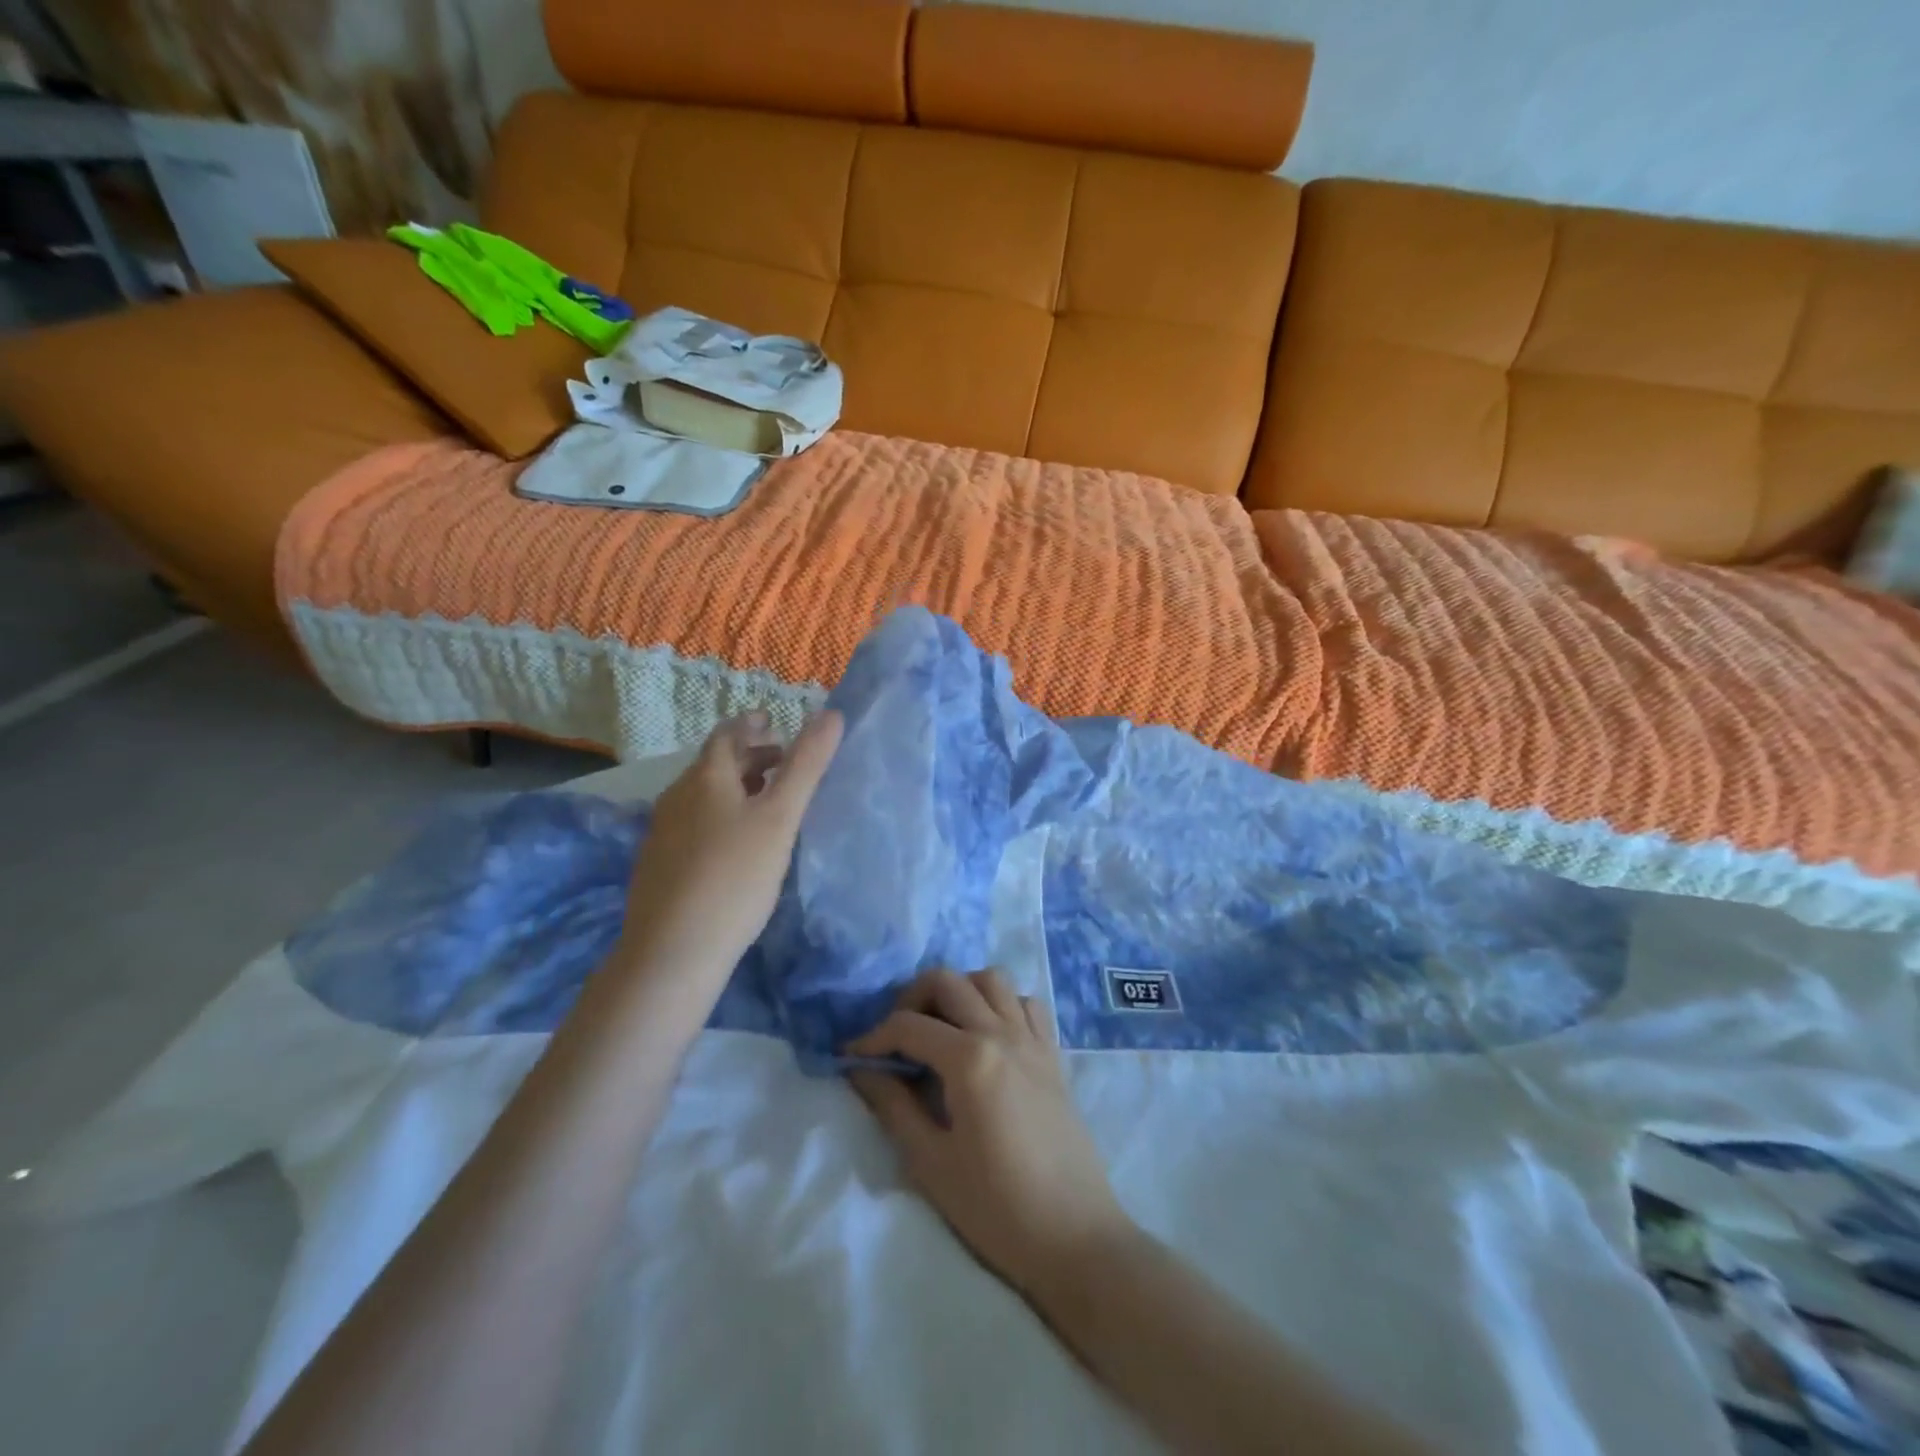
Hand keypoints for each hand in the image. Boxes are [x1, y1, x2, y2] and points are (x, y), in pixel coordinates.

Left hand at [614, 709, 842, 990]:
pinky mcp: (658, 865)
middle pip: (713, 764)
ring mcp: (662, 833)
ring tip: (764, 799)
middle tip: (781, 762)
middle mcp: (677, 797)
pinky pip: (693, 823)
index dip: (750, 725)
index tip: (772, 723)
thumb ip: (807, 765)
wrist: (672, 951)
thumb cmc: (735, 876)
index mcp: (705, 779)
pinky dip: (719, 815)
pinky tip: (735, 844)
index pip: (726, 735)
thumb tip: (832, 713)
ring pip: (702, 796)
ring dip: (734, 787)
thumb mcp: (780, 818)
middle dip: (748, 756)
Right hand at [847, 969, 1133, 1300]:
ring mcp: (1032, 1040)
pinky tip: (987, 1036)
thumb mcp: (931, 1163)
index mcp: (970, 1059)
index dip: (872, 1037)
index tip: (851, 1058)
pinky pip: (1026, 1004)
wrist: (1074, 1238)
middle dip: (911, 998)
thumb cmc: (996, 1209)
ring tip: (940, 1027)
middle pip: (948, 981)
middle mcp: (1002, 1034)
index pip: (909, 1026)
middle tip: (895, 1036)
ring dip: (959, 990)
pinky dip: (1001, 1003)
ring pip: (991, 979)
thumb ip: (894, 1107)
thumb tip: (861, 1072)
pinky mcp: (1053, 1055)